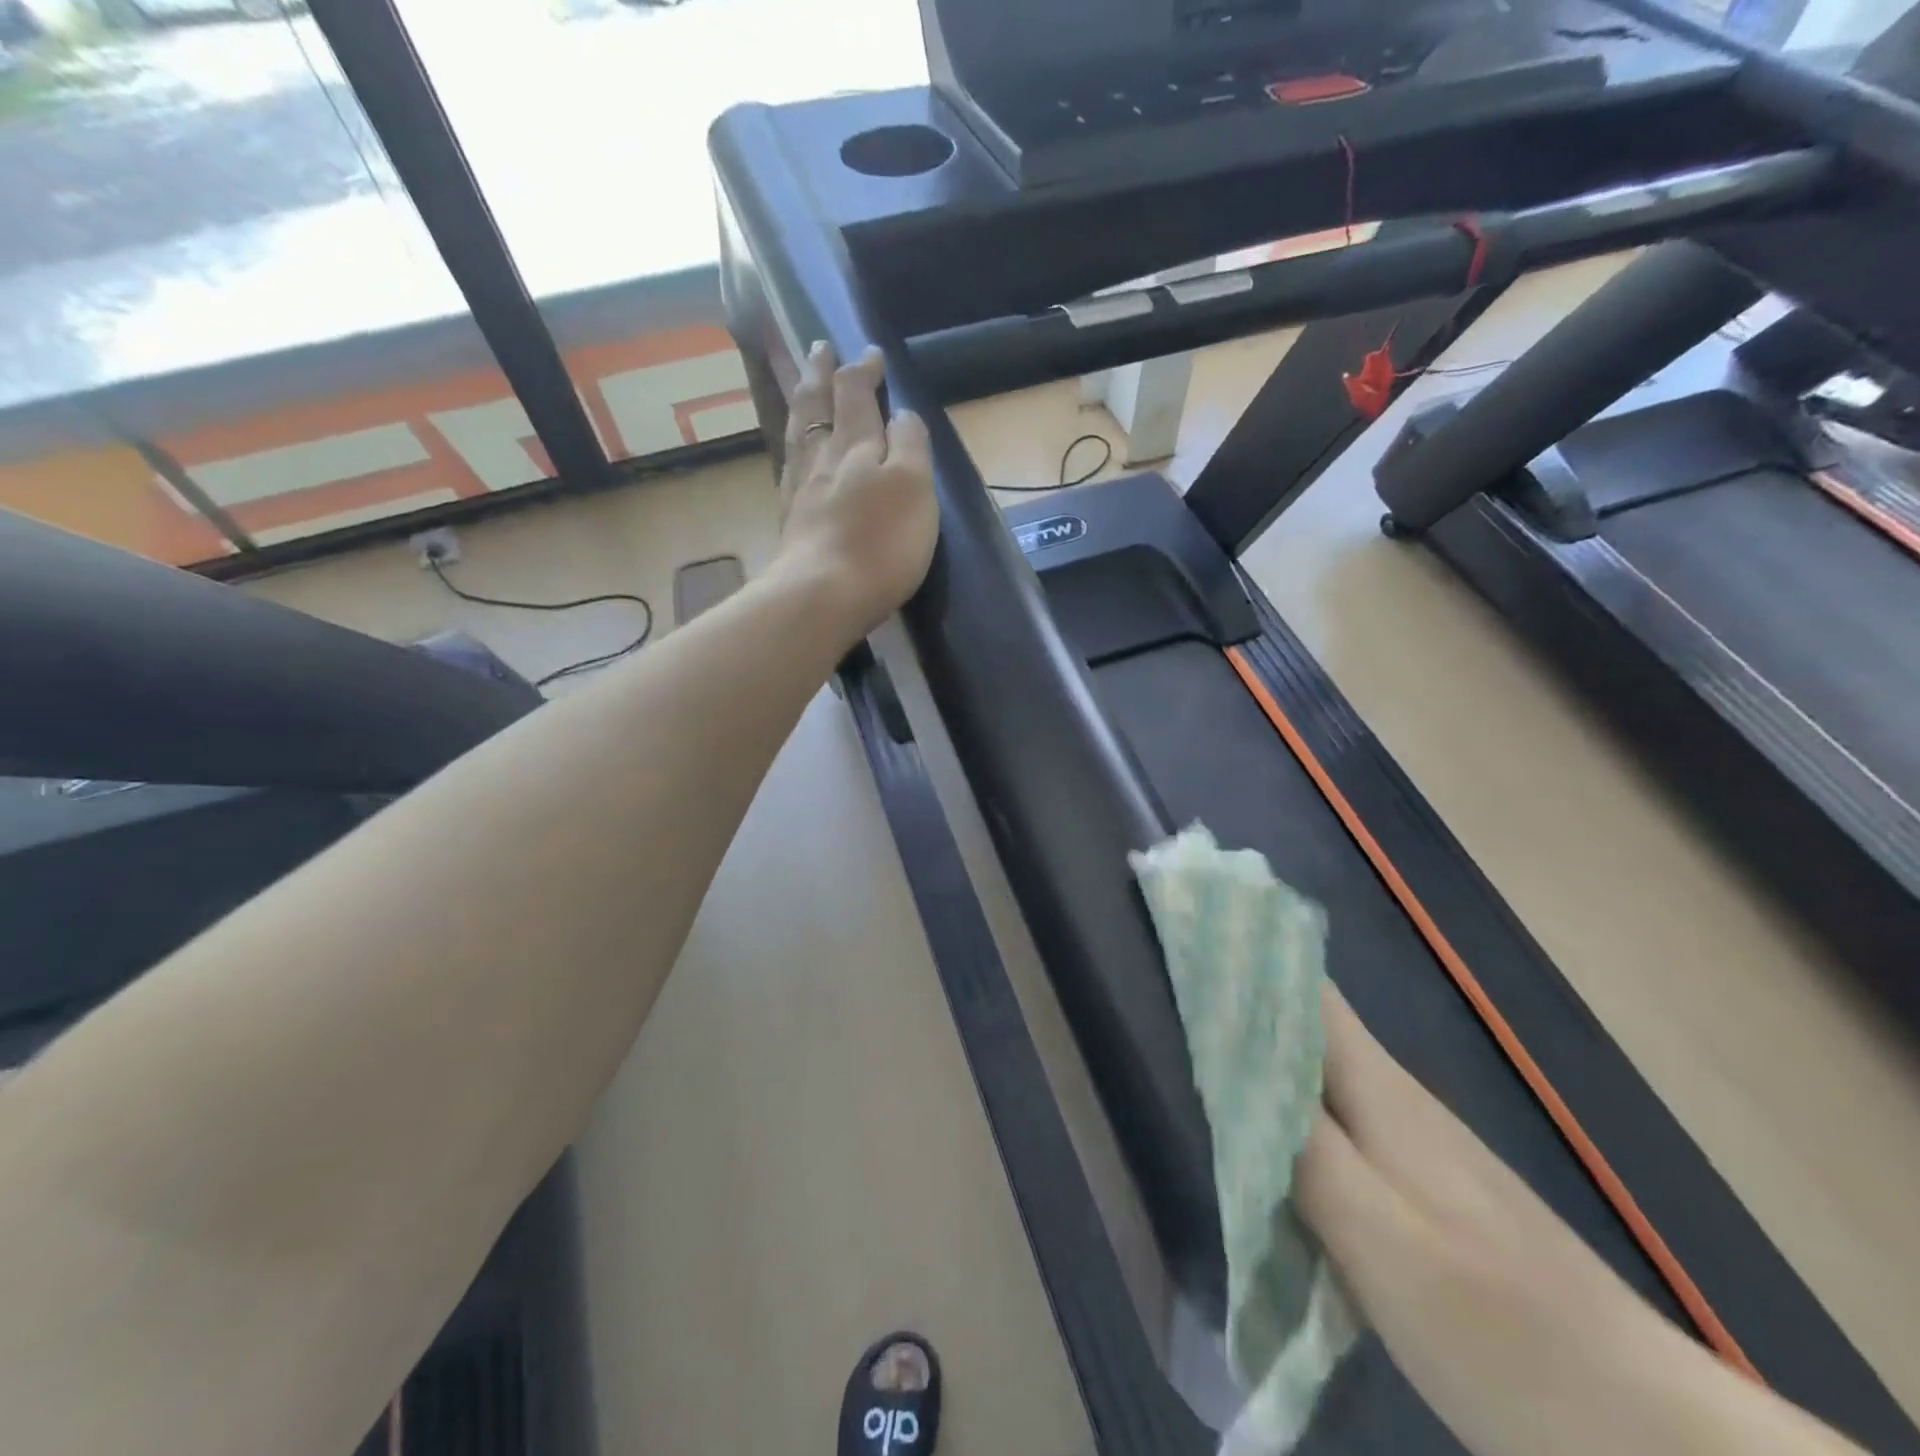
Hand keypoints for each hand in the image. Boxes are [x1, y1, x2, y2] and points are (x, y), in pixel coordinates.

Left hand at [773, 341, 938, 639]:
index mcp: (857, 445)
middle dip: (822, 373)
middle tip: (820, 348)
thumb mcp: (914, 486)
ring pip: (799, 432)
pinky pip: (790, 467)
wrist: (823, 594)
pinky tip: (796, 451)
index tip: (871, 354)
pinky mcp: (791, 521)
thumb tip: (900, 414)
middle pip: (817, 405)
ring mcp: (801, 489)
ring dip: (802, 402)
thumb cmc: (880, 543)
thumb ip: (910, 444)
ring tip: (803, 384)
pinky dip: (794, 446)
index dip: (863, 370)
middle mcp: (823, 458)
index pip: (856, 394)